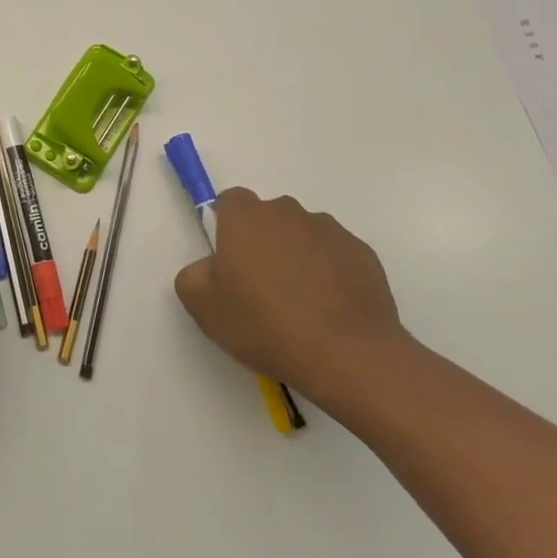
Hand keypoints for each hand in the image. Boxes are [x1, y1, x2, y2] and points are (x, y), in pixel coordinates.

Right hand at [173, 188, 410, 409]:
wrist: (347, 356)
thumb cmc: (265, 325)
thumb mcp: (203, 307)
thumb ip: (193, 275)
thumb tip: (210, 267)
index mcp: (245, 217)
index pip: (229, 202)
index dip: (226, 228)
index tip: (229, 263)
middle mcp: (287, 212)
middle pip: (268, 217)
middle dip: (263, 243)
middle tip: (261, 288)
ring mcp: (329, 230)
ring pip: (303, 236)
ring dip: (298, 257)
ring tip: (301, 305)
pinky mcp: (362, 253)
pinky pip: (336, 256)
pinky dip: (330, 274)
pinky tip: (329, 311)